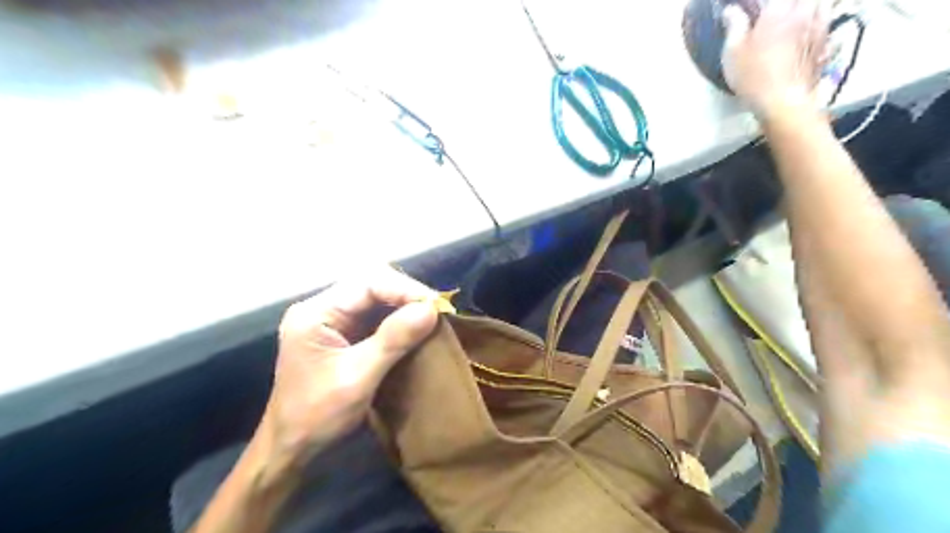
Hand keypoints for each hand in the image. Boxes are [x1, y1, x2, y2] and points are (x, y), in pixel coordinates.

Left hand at [253, 267, 437, 469]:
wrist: (291, 448)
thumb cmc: (317, 415)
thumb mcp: (357, 378)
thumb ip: (393, 340)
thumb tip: (431, 310)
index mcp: (316, 312)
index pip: (367, 283)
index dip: (404, 289)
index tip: (435, 306)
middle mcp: (322, 308)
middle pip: (371, 284)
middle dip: (406, 294)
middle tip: (436, 310)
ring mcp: (331, 319)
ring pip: (375, 297)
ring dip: (404, 304)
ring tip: (431, 316)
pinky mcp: (342, 333)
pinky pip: (375, 315)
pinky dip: (397, 318)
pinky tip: (414, 327)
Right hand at [726, 1, 828, 118]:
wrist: (783, 101)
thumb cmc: (753, 76)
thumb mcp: (732, 52)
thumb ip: (734, 26)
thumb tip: (732, 10)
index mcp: (779, 9)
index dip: (760, 5)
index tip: (751, 10)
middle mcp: (804, 12)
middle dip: (788, 5)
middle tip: (772, 13)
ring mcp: (819, 27)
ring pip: (821, 5)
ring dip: (809, 7)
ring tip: (796, 15)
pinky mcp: (825, 44)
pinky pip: (827, 22)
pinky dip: (819, 20)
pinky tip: (810, 28)